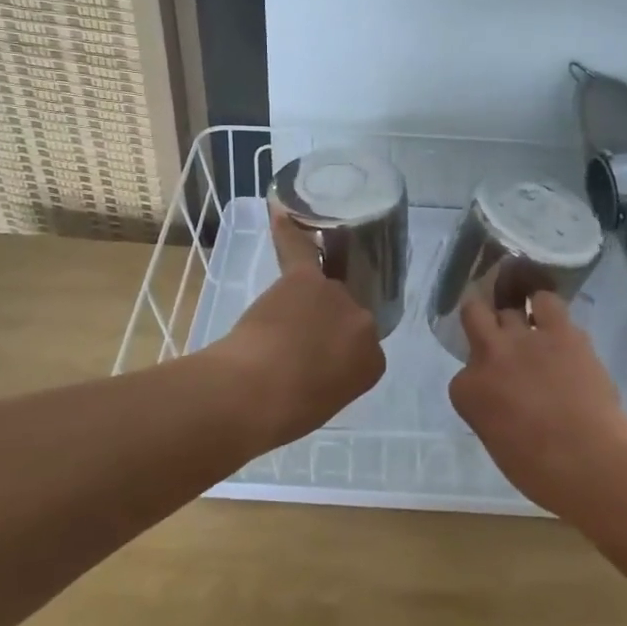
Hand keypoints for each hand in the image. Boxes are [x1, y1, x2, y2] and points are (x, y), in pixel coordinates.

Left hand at [210, 211, 385, 449]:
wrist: (253, 393)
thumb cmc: (284, 413)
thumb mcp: (325, 403)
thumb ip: (333, 376)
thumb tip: (317, 360)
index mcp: (373, 363)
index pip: (362, 350)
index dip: (336, 355)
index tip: (315, 368)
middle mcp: (364, 324)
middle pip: (346, 314)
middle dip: (324, 327)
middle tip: (294, 348)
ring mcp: (336, 296)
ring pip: (323, 291)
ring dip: (304, 303)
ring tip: (277, 327)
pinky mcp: (304, 279)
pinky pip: (300, 250)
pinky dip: (289, 232)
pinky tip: (282, 212)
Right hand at [448, 291, 626, 512]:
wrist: (589, 460)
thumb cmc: (541, 472)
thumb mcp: (497, 443)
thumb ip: (492, 413)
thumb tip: (507, 405)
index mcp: (467, 392)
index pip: (463, 376)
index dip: (480, 381)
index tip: (495, 392)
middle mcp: (488, 356)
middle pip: (473, 315)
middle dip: (481, 321)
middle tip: (497, 334)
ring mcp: (523, 339)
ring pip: (507, 306)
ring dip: (516, 318)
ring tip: (531, 328)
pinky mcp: (559, 331)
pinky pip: (546, 301)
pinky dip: (546, 306)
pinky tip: (552, 318)